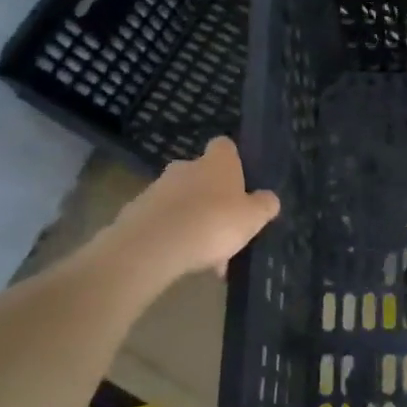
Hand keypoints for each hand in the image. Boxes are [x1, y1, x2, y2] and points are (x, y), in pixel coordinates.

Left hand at [109, 138, 279, 282]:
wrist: (154, 245)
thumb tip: (268, 199)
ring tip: (206, 257)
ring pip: (183, 202)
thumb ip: (264, 205)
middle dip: (212, 198)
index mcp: (217, 162)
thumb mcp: (253, 217)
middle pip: (202, 176)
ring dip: (194, 222)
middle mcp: (186, 167)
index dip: (233, 161)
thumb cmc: (214, 222)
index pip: (225, 146)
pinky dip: (174, 236)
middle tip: (225, 229)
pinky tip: (184, 261)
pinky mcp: (137, 211)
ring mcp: (158, 188)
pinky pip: (163, 221)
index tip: (240, 183)